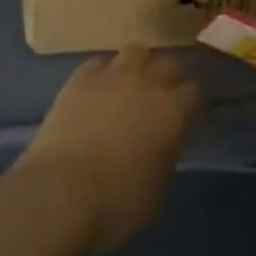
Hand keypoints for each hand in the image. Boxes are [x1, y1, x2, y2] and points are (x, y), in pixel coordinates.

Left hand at [15, 46, 202, 252]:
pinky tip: (97, 91)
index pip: (194, 92)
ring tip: (132, 85)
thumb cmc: (116, 203)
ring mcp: (112, 76)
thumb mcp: (156, 189)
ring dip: (139, 66)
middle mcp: (147, 83)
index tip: (189, 118)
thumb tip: (163, 142)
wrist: (60, 193)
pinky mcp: (80, 79)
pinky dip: (103, 74)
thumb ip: (166, 154)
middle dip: (171, 78)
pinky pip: (99, 64)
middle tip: (164, 98)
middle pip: (169, 64)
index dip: (193, 104)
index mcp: (172, 112)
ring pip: (136, 52)